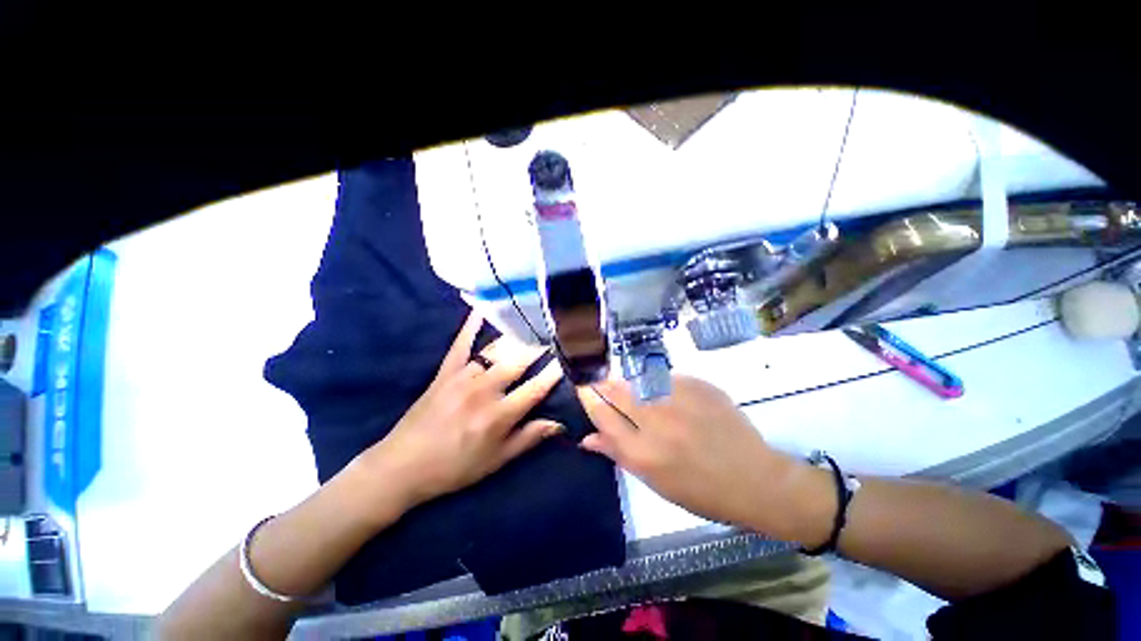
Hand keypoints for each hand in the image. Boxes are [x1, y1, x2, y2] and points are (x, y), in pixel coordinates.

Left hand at [355, 312, 564, 513]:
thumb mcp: (497, 461)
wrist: (403, 466)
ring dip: (517, 336)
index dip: (555, 372)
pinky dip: (471, 325)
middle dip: (540, 346)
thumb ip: (529, 438)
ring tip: (533, 322)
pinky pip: (461, 344)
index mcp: (498, 416)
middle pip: (518, 361)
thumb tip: (560, 424)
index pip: (535, 388)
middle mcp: (483, 390)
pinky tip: (481, 307)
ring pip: (495, 350)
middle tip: (555, 333)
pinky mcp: (445, 371)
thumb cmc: (455, 467)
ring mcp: (463, 377)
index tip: (569, 358)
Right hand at [577, 376, 828, 540]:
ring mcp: (679, 399)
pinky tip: (664, 392)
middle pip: (616, 389)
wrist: (754, 479)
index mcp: (643, 453)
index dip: (587, 396)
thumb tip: (586, 439)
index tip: (581, 386)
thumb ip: (618, 454)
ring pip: (637, 378)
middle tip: (599, 379)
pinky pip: (664, 376)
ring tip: (632, 388)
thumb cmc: (700, 490)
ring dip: (628, 381)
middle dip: (602, 381)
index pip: (601, 414)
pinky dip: (656, 381)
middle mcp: (657, 422)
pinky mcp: (698, 385)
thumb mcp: (655, 482)